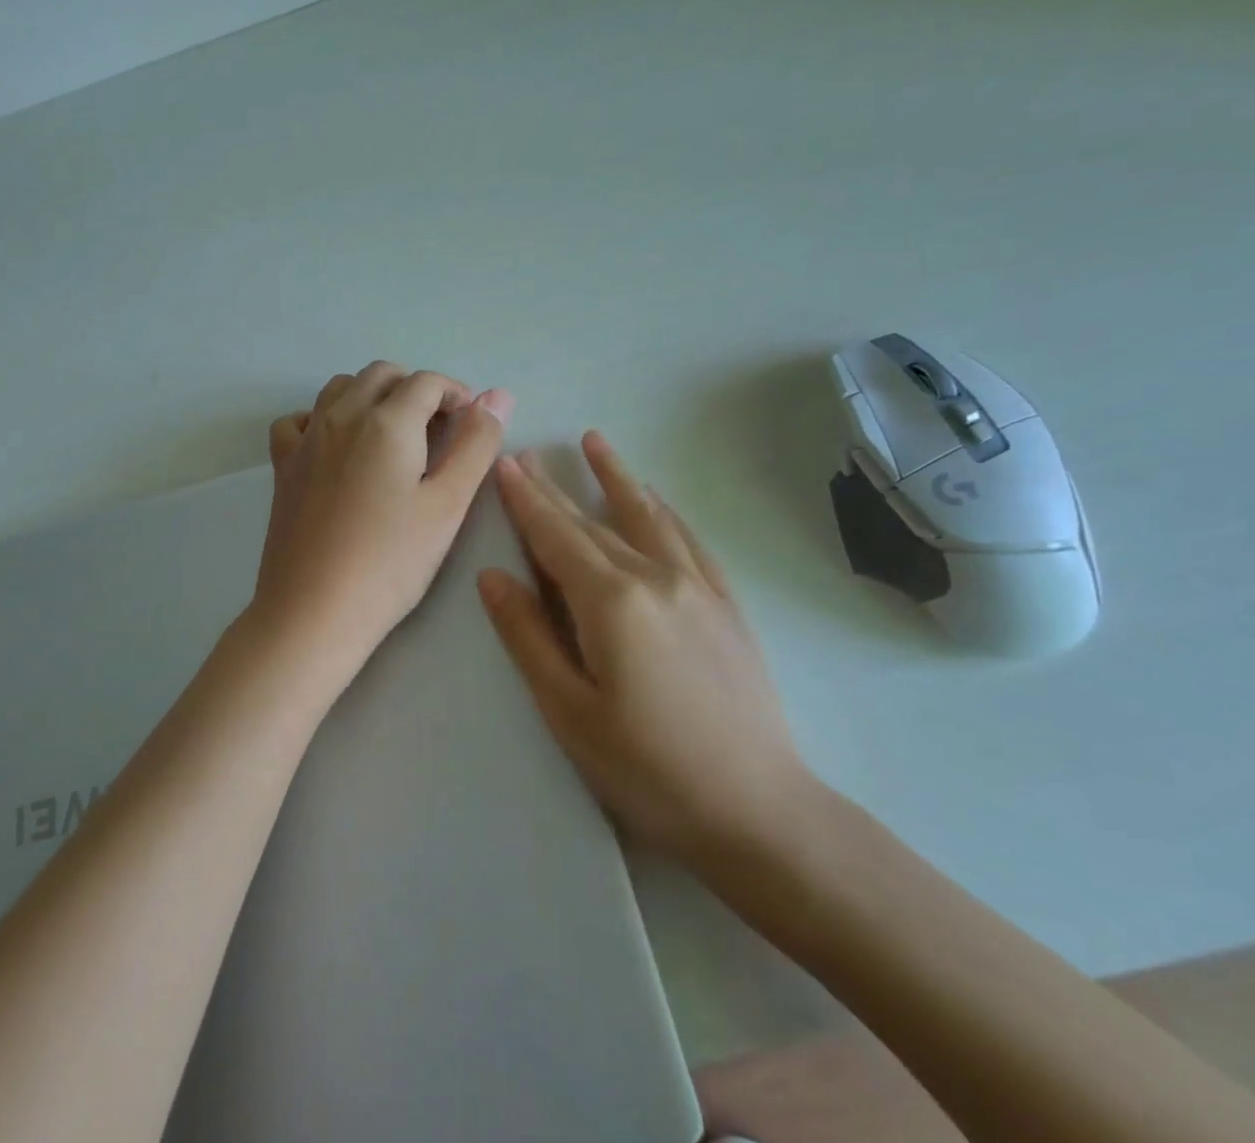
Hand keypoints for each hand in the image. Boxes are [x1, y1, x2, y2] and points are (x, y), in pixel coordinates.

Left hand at [252, 362, 513, 693]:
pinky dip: (321, 418)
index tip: (470, 425)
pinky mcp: (282, 466)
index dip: (456, 394)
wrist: (314, 610)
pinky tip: (335, 447)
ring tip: (393, 437)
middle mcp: (342, 415)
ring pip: (340, 388)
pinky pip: (298, 420)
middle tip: (438, 431)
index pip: (427, 382)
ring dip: (372, 395)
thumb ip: (476, 444)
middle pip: (382, 374)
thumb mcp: (448, 505)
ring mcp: (306, 439)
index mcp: (387, 421)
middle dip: (415, 389)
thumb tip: (498, 394)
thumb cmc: (391, 562)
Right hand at [479, 432, 812, 868]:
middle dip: (555, 487)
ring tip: (595, 442)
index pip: (556, 536)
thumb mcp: (569, 710)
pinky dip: (664, 510)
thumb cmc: (648, 768)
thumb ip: (529, 636)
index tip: (505, 463)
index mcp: (612, 601)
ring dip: (616, 477)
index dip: (526, 500)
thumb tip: (494, 576)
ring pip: (646, 516)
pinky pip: (688, 539)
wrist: (760, 811)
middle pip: (593, 521)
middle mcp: (655, 577)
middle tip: (529, 453)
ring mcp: (697, 586)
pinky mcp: (725, 603)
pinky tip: (656, 498)